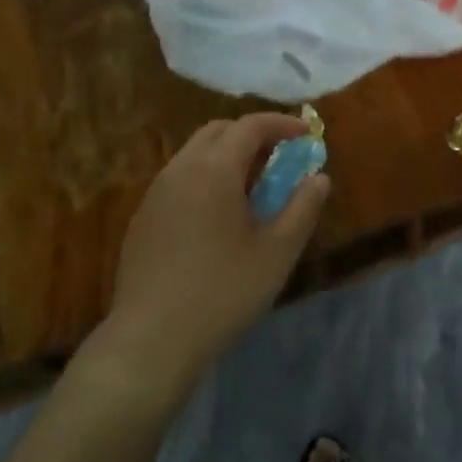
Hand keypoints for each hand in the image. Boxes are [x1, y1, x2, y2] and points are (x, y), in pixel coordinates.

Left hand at [83, 113, 330, 407]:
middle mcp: (180, 169)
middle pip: (218, 132)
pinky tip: (217, 217)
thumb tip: (319, 178)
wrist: (152, 338)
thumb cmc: (223, 292)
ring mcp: (155, 192)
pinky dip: (204, 178)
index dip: (282, 124)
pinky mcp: (143, 217)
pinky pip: (178, 179)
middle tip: (279, 159)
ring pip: (194, 154)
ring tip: (251, 189)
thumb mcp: (277, 253)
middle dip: (252, 135)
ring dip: (226, 157)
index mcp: (214, 169)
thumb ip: (302, 208)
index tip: (306, 134)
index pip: (250, 126)